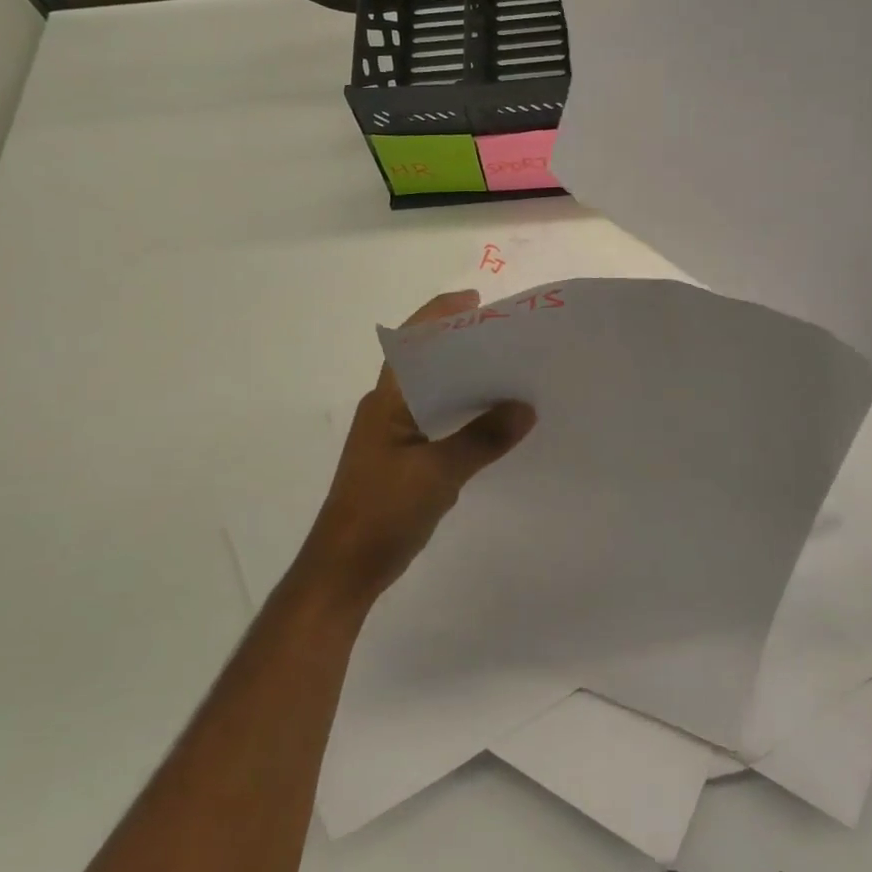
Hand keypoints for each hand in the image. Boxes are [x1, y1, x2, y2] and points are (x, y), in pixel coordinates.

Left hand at [291, 291, 535, 613]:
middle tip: (508, 338)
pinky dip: (464, 414)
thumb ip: (483, 438)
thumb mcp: (438, 473)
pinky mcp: (403, 460)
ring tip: (510, 374)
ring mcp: (393, 435)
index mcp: (386, 400)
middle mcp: (387, 409)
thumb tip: (526, 408)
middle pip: (426, 363)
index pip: (411, 342)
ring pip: (434, 394)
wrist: (345, 569)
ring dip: (466, 382)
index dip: (440, 315)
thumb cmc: (383, 511)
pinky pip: (438, 422)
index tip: (478, 301)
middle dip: (462, 345)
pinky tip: (493, 422)